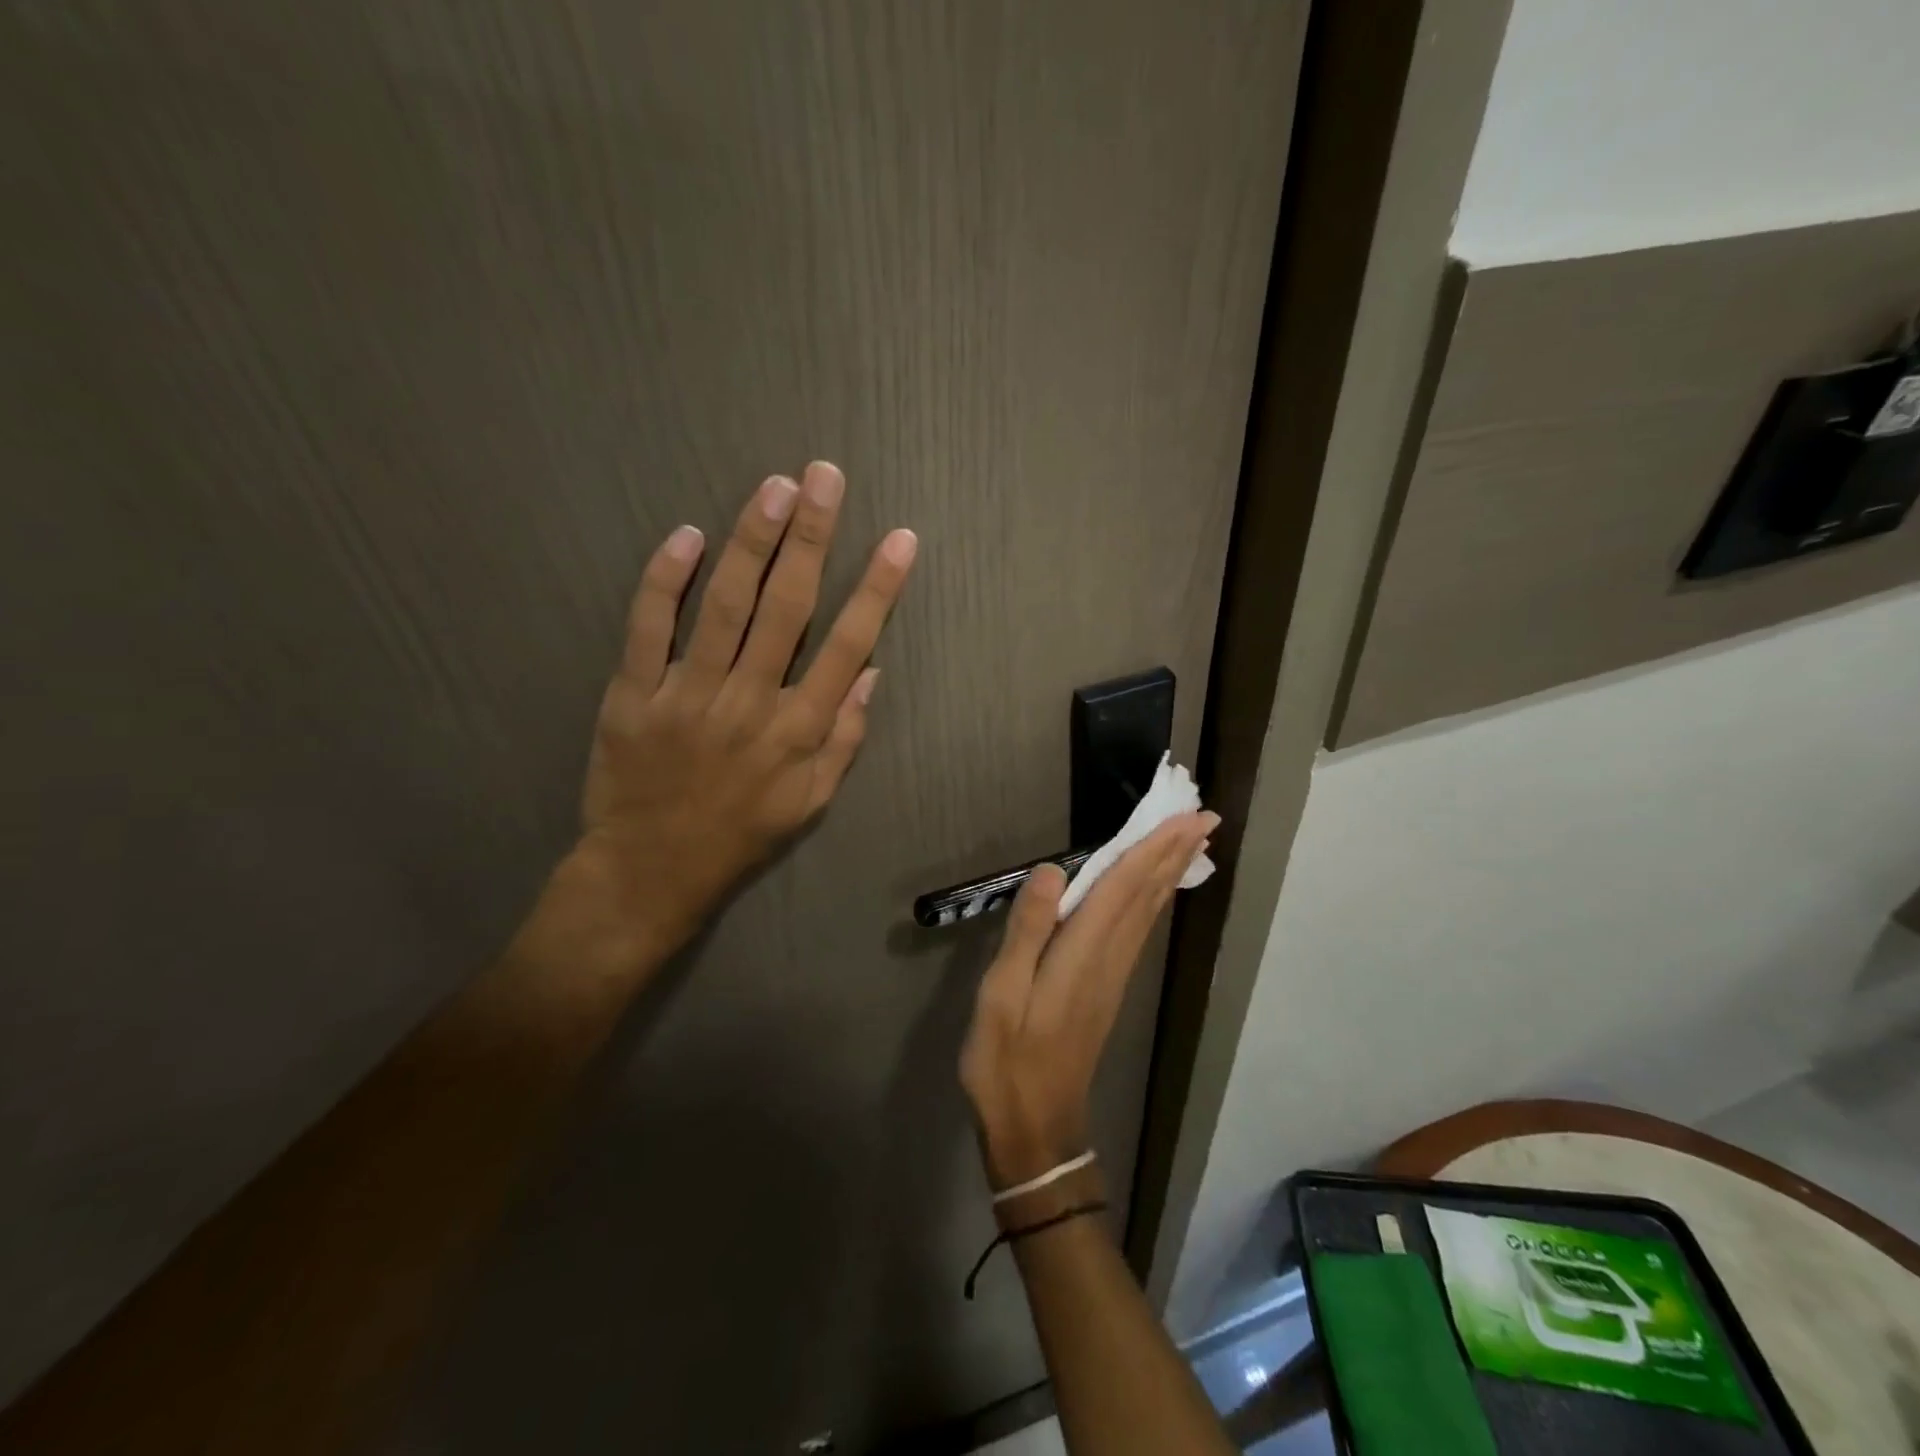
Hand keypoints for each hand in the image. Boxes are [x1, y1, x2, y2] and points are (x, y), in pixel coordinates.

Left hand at [573, 462, 916, 960]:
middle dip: (812, 538)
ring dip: (751, 542)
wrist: (650, 871)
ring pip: (725, 606)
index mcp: (798, 731)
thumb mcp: (811, 803)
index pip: (847, 645)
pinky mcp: (633, 694)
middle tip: (825, 478)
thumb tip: (870, 671)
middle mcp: (750, 703)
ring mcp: (689, 695)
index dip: (877, 590)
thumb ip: (844, 738)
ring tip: (775, 487)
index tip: (899, 540)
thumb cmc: (740, 836)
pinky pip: (648, 627)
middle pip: (787, 608)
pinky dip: (665, 580)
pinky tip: (687, 535)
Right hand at [959, 813, 1217, 1189]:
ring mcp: (1112, 976)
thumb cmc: (1007, 1059)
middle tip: (1205, 816)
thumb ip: (1027, 931)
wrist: (1035, 1125)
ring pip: (1148, 913)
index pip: (1125, 887)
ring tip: (1190, 843)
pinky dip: (1153, 901)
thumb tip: (1051, 870)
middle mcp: (1108, 958)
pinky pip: (1139, 931)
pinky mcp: (1107, 989)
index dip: (1153, 848)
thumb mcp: (1002, 994)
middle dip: (1174, 852)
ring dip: (1169, 873)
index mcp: (1083, 953)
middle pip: (1147, 895)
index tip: (1186, 816)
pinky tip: (1155, 894)